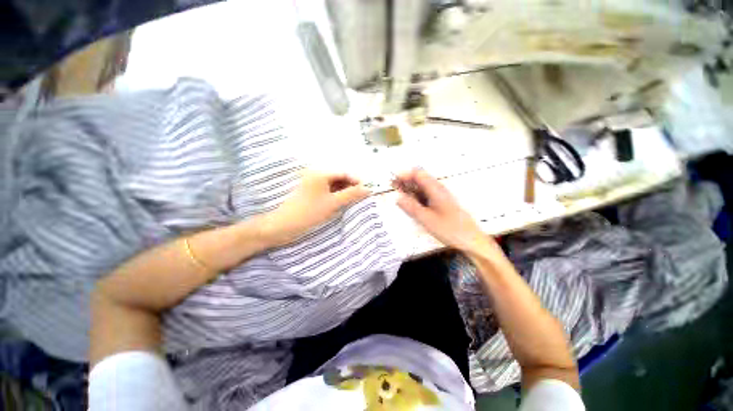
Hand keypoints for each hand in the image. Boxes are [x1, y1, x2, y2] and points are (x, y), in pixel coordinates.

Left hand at [262, 170, 369, 245]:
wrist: (283, 226)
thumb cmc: (309, 212)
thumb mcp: (333, 203)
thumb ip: (351, 194)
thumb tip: (368, 189)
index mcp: (320, 173)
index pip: (344, 173)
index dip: (356, 181)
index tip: (367, 191)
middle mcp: (316, 175)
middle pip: (339, 177)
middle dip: (350, 187)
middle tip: (360, 198)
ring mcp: (312, 183)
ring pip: (333, 185)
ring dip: (344, 191)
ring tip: (352, 201)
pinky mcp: (310, 192)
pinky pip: (327, 190)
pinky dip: (335, 195)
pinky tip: (340, 203)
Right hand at [394, 168, 495, 253]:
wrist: (471, 240)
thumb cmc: (451, 230)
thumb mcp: (427, 220)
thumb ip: (411, 208)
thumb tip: (397, 198)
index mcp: (436, 189)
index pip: (418, 174)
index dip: (404, 175)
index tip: (393, 181)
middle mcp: (438, 189)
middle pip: (419, 179)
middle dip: (405, 181)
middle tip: (393, 187)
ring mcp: (440, 196)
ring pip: (422, 187)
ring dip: (410, 189)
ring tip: (399, 195)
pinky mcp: (441, 203)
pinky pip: (426, 196)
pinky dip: (416, 197)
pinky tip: (411, 204)